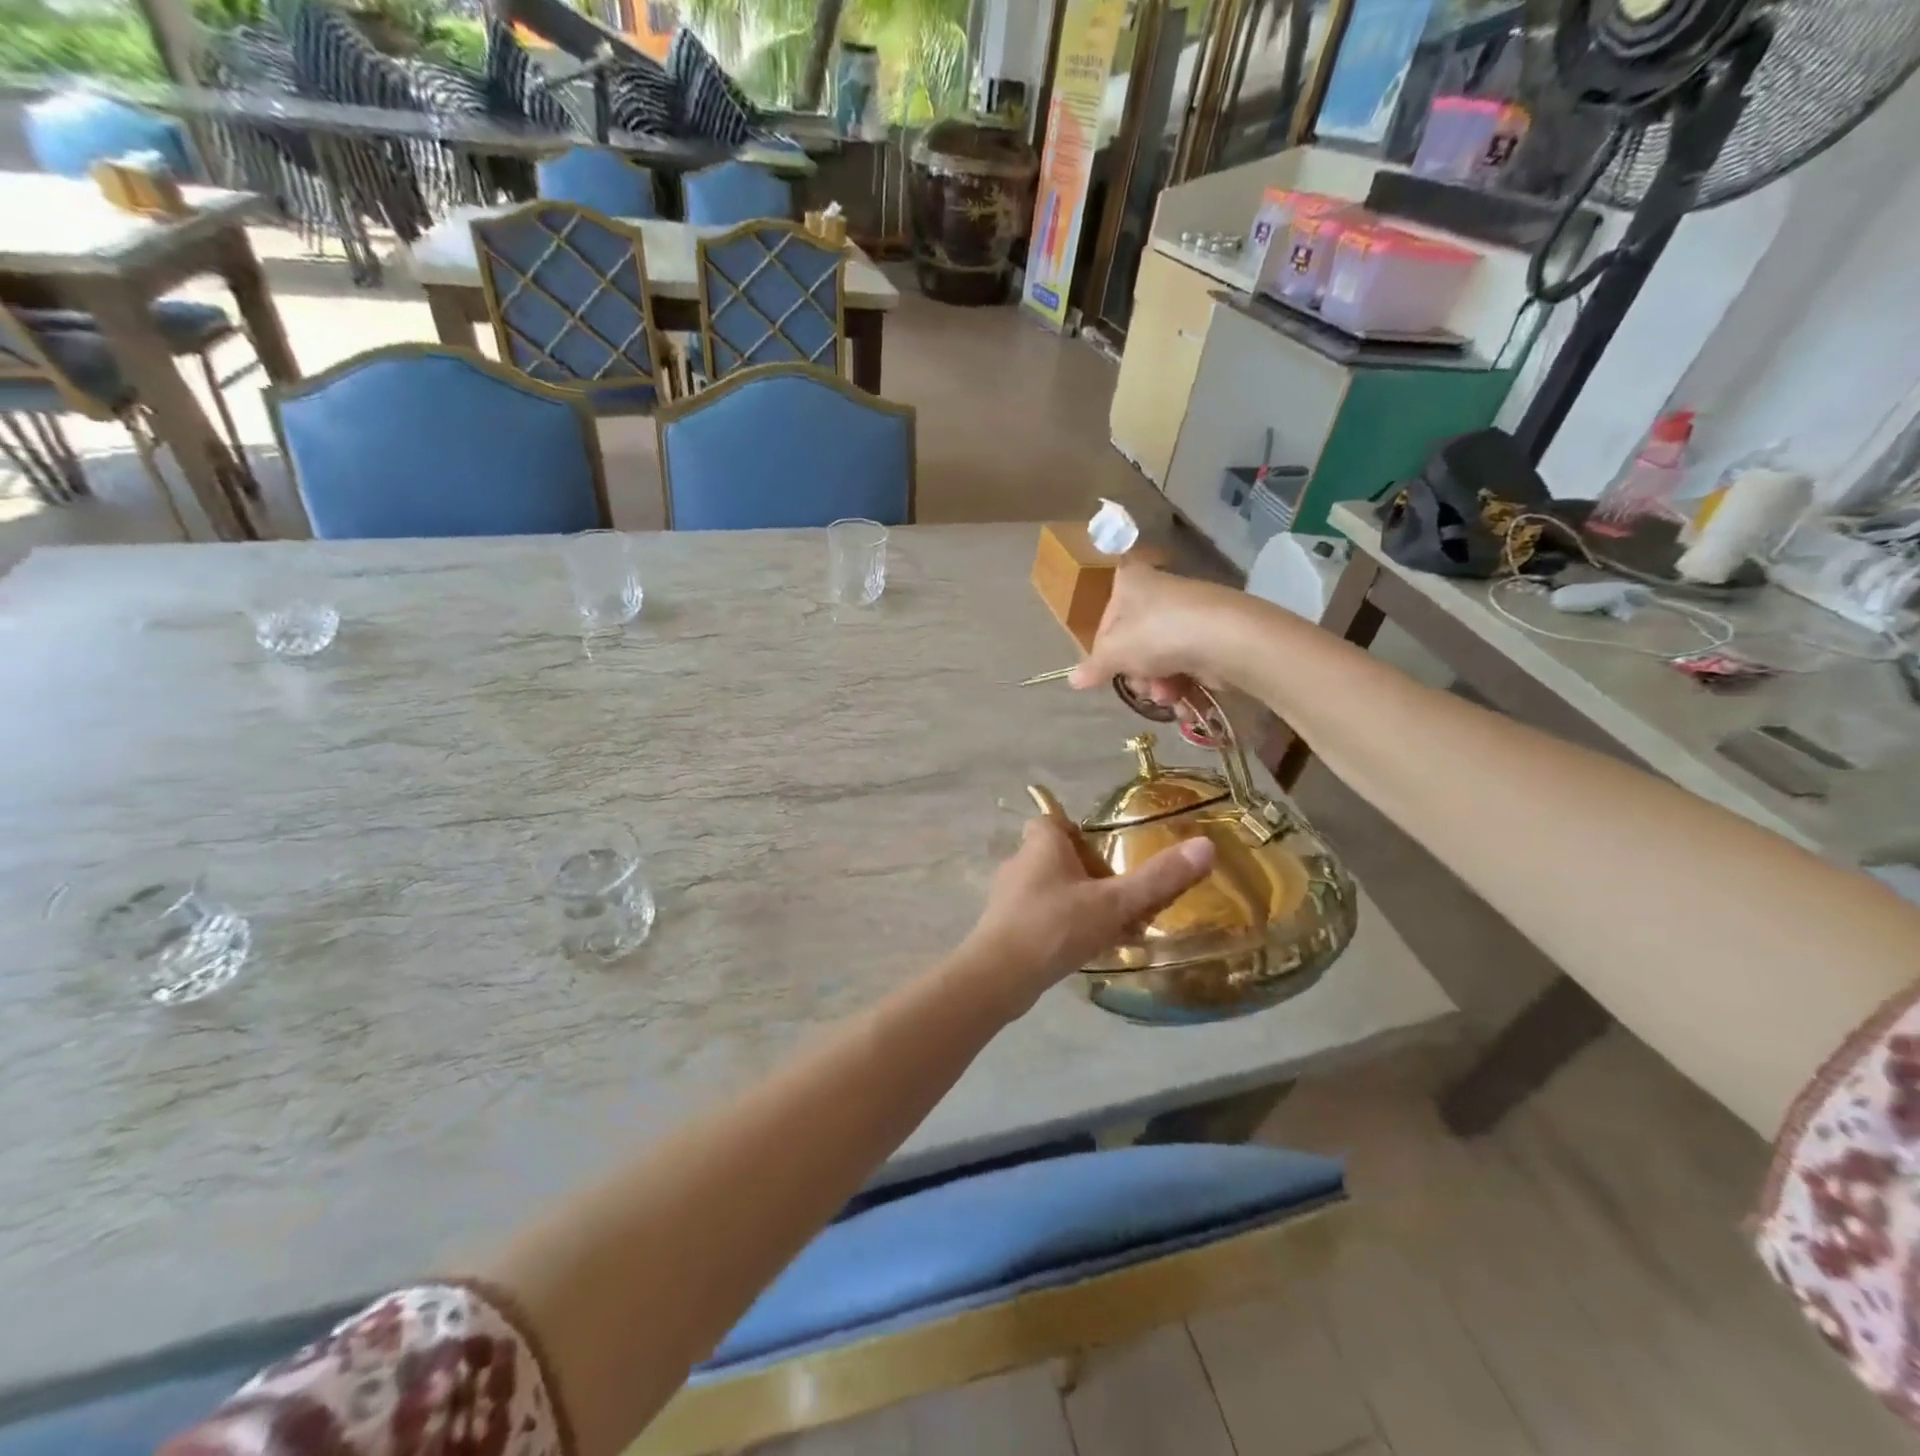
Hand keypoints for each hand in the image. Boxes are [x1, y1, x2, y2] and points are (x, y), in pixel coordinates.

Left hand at [961, 817, 1214, 1017]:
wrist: (999, 976)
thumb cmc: (1055, 926)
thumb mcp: (1114, 902)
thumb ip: (1158, 878)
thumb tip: (1206, 846)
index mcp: (1041, 843)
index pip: (1054, 821)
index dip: (1079, 833)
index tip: (1107, 854)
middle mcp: (1020, 863)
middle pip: (1057, 857)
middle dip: (1088, 875)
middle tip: (1120, 897)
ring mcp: (1009, 897)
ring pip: (1051, 890)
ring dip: (1079, 904)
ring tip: (1111, 927)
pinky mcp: (1005, 927)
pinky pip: (1041, 917)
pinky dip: (1063, 927)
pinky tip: (1085, 950)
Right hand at [1067, 566, 1245, 711]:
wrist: (1227, 638)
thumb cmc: (1158, 633)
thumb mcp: (1115, 652)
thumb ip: (1093, 667)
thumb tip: (1072, 680)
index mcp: (1130, 582)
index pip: (1105, 620)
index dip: (1105, 651)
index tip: (1108, 671)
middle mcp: (1158, 593)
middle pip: (1133, 644)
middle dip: (1137, 674)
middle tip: (1143, 686)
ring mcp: (1186, 614)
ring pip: (1158, 659)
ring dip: (1158, 685)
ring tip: (1167, 695)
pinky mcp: (1210, 636)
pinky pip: (1184, 665)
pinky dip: (1181, 685)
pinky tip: (1183, 700)